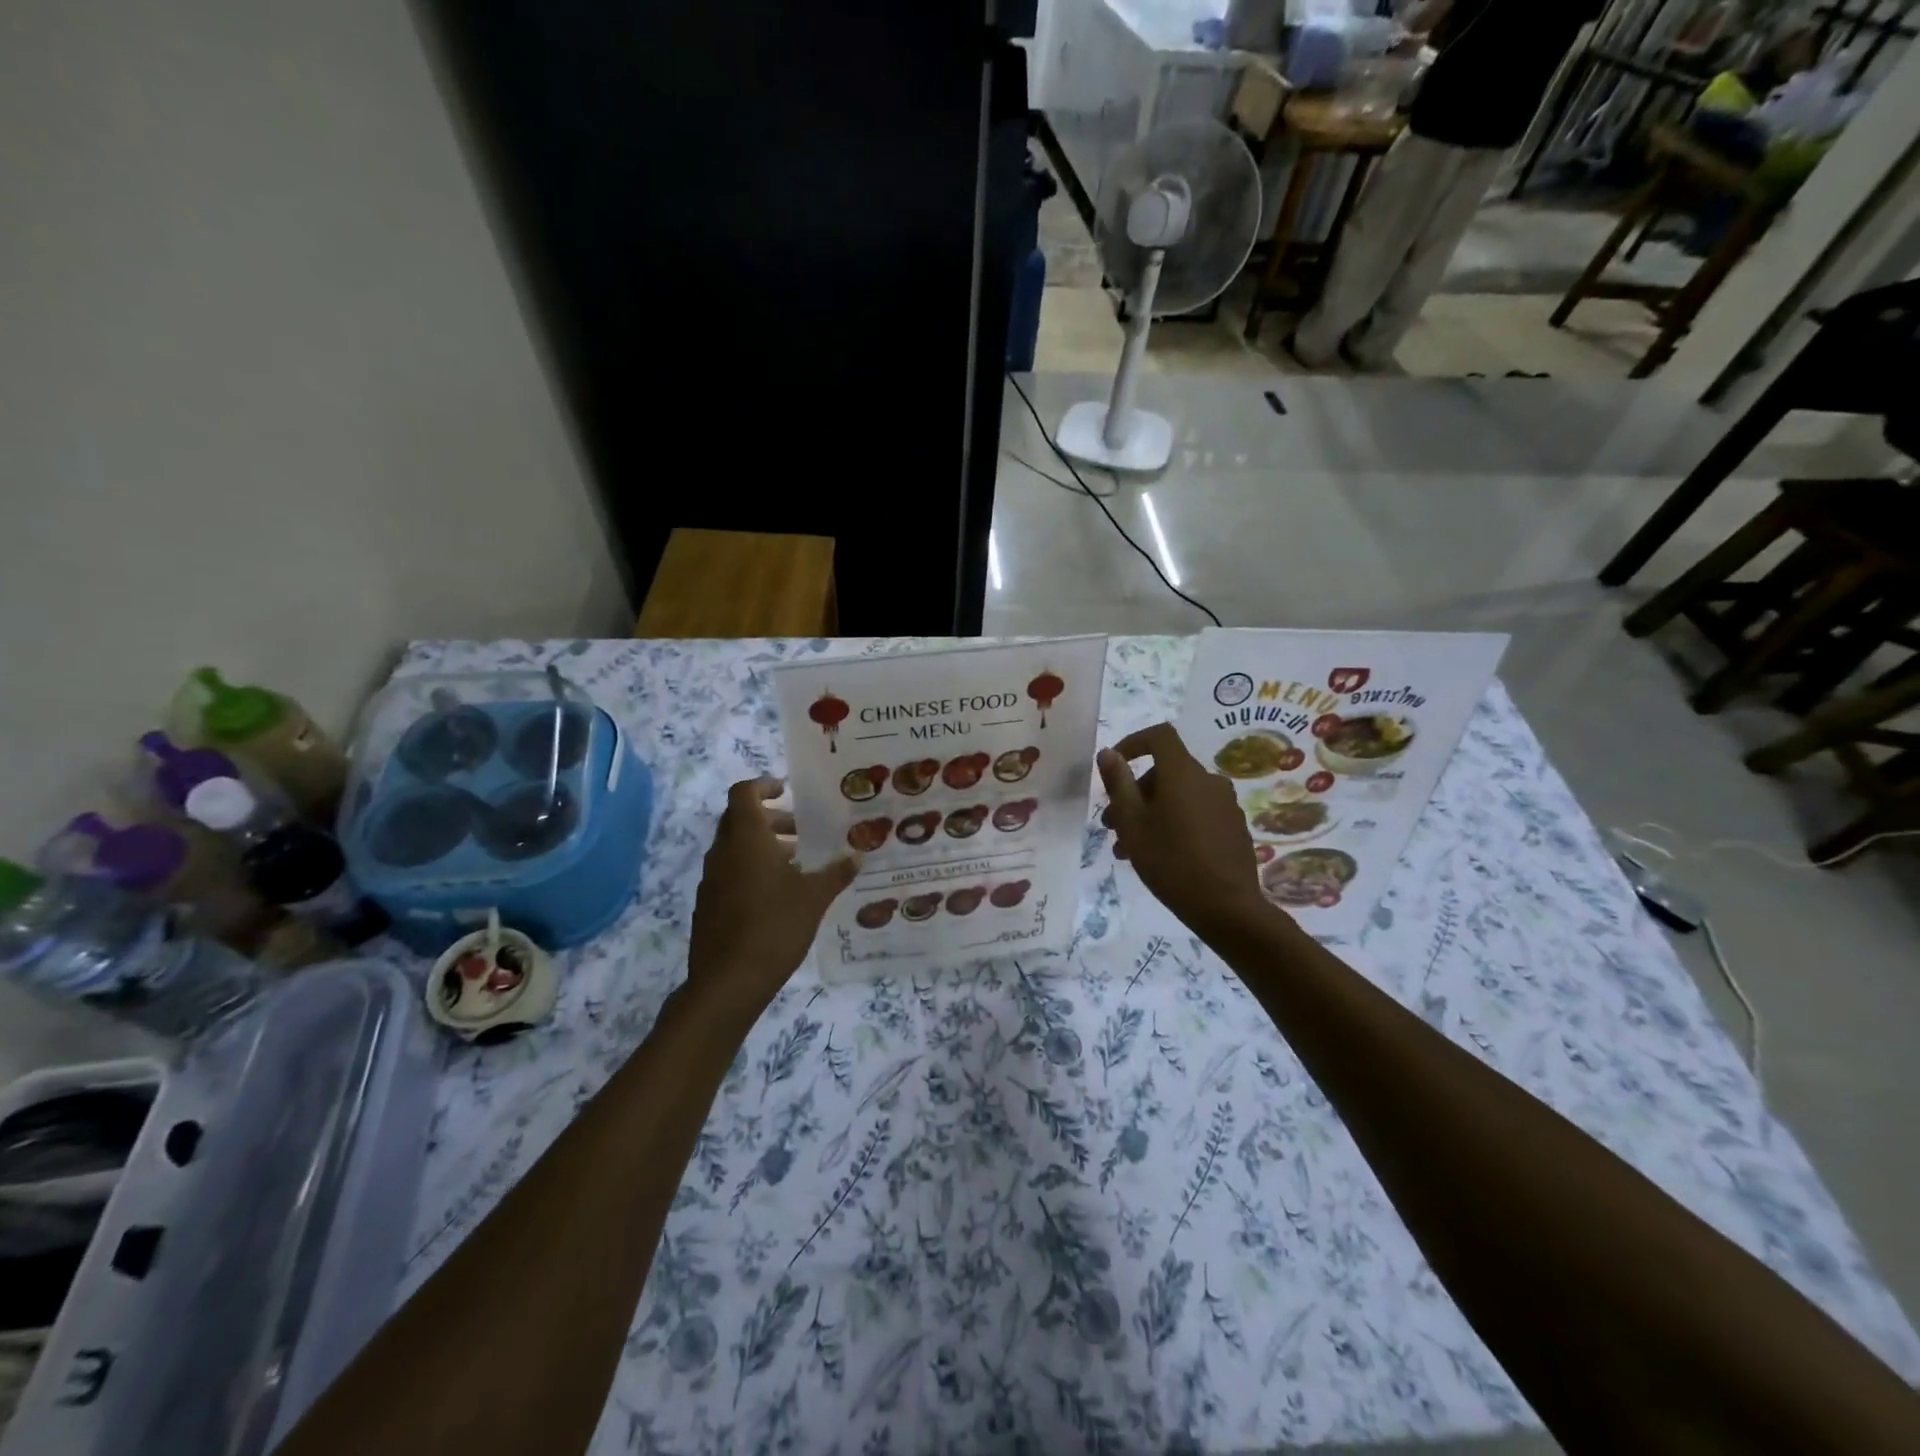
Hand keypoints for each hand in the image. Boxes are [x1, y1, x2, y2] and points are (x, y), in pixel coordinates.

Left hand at [686, 778, 859, 1017]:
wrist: (728, 982)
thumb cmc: (774, 926)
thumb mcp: (814, 897)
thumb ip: (836, 873)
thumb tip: (858, 856)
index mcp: (746, 839)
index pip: (744, 793)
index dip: (763, 786)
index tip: (786, 791)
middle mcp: (723, 852)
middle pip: (740, 819)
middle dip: (770, 819)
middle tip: (800, 831)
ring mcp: (711, 880)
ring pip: (735, 848)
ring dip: (762, 847)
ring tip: (796, 864)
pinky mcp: (708, 905)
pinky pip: (730, 873)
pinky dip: (751, 871)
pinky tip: (778, 895)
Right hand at [1098, 723, 1270, 935]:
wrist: (1227, 907)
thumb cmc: (1170, 861)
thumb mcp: (1132, 823)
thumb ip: (1118, 783)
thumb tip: (1108, 752)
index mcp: (1183, 773)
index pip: (1159, 736)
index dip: (1133, 742)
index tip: (1115, 764)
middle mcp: (1208, 780)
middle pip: (1166, 772)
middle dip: (1135, 793)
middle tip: (1113, 825)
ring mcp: (1225, 804)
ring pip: (1178, 797)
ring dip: (1151, 813)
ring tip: (1129, 849)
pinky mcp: (1234, 827)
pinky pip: (1197, 813)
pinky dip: (1174, 823)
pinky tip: (1162, 856)